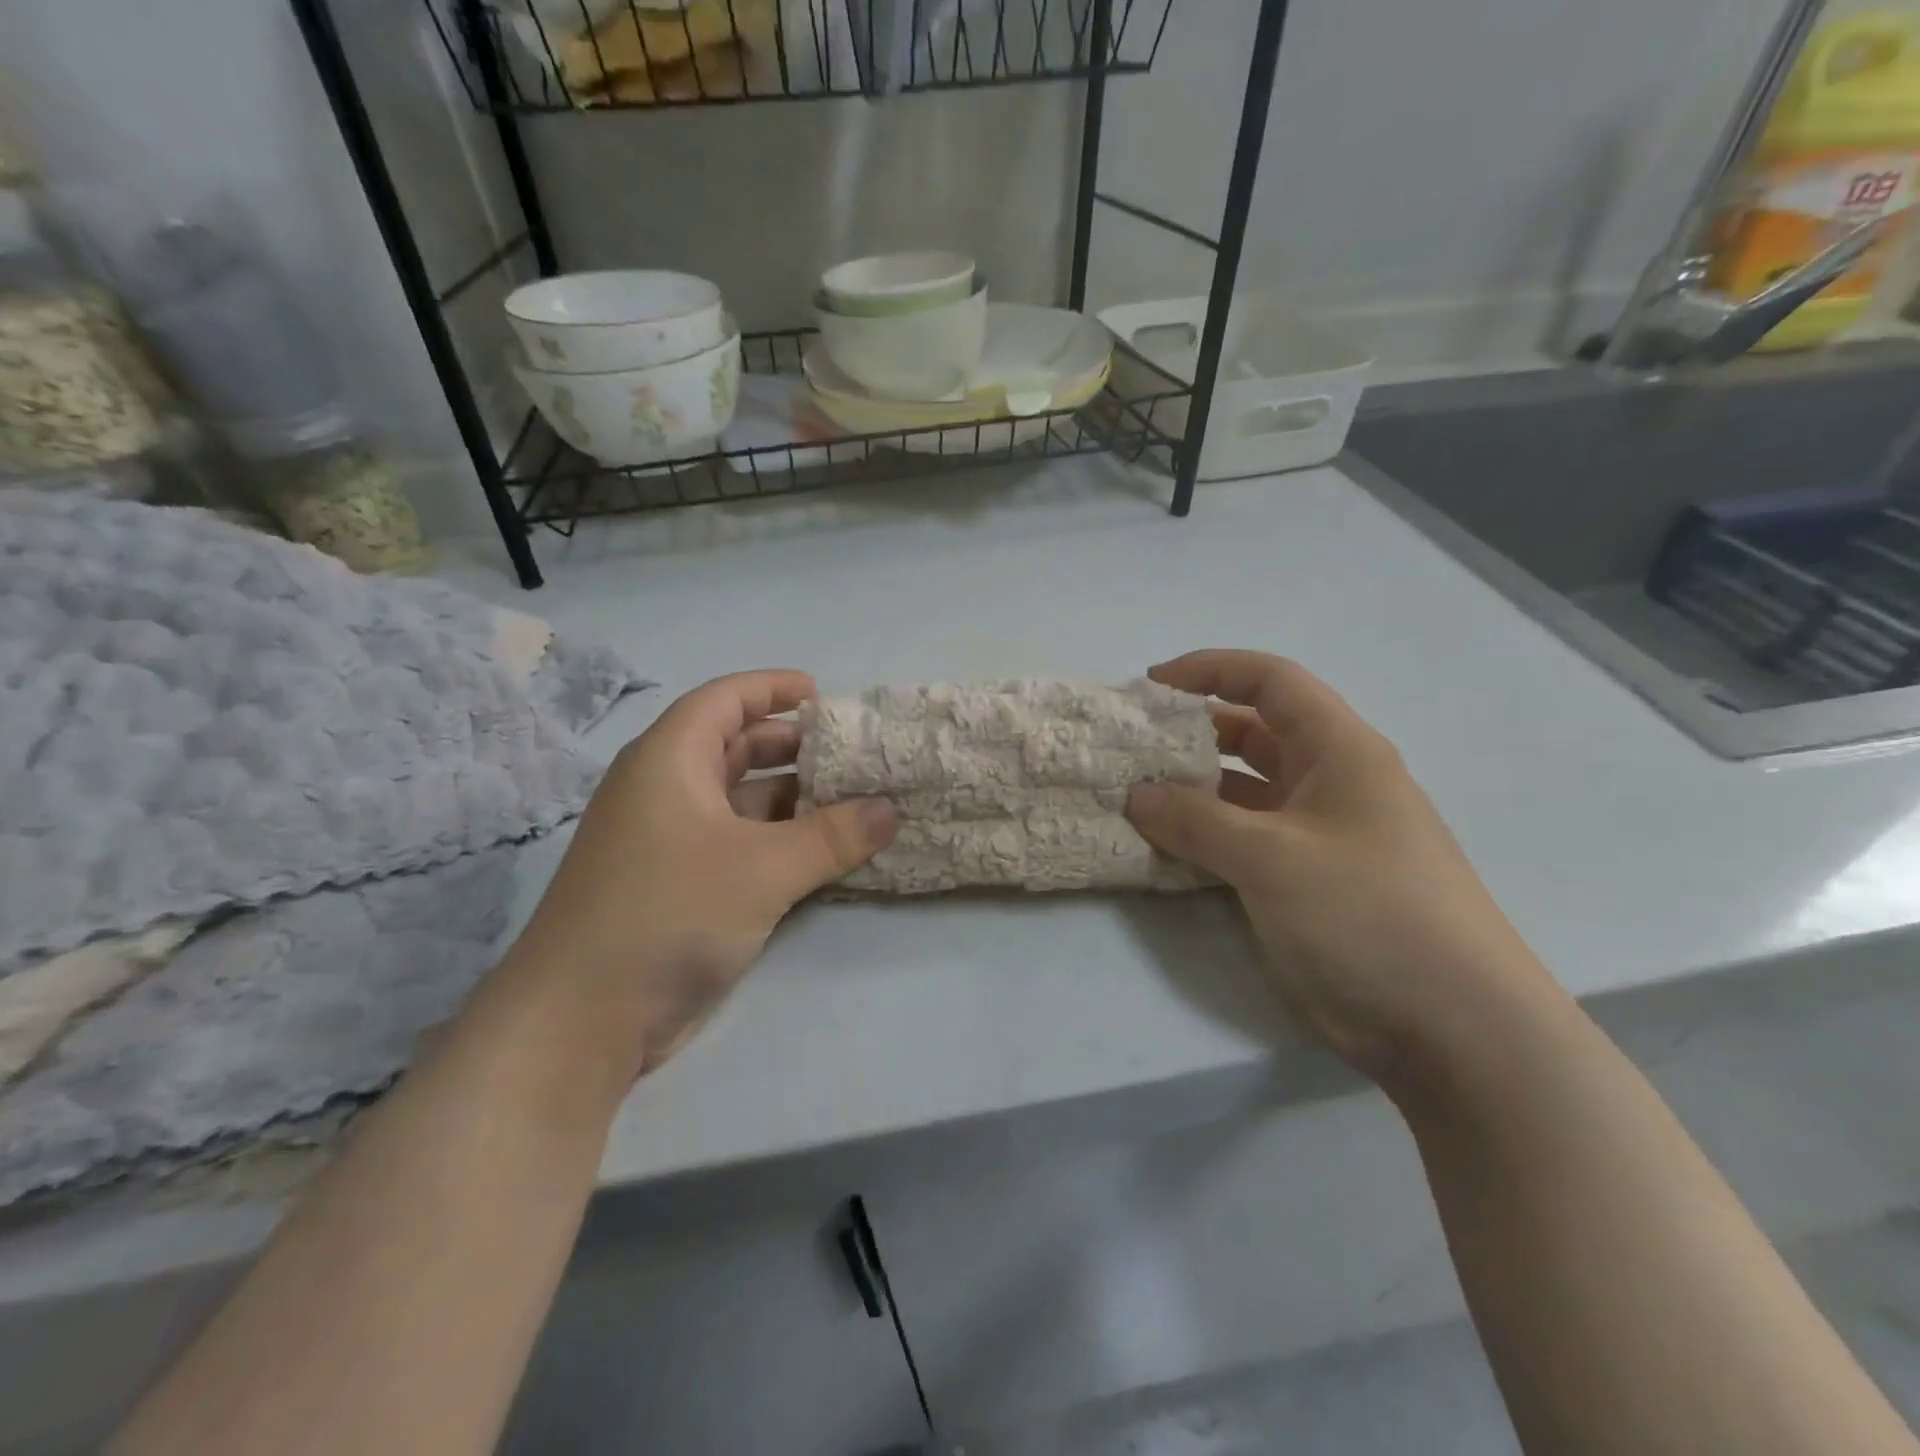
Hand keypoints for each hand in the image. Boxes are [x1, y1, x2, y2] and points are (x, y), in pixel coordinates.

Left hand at [496, 670, 897, 1083]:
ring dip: (791, 800)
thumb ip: (834, 836)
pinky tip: (820, 853)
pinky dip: (778, 841)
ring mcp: (669, 841)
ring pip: (739, 801)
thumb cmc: (669, 914)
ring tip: (851, 803)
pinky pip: (737, 844)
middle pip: (733, 747)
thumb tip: (891, 809)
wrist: (581, 1021)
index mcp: (669, 761)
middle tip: (849, 755)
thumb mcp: (763, 868)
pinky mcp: (677, 886)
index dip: (771, 688)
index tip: (821, 692)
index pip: (723, 700)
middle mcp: (664, 791)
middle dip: (791, 747)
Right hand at [1126, 650, 1563, 1092]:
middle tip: (1133, 750)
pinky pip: (1246, 841)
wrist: (1456, 1030)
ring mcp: (1321, 835)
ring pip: (1245, 792)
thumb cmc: (1368, 916)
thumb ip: (1195, 822)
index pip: (1270, 681)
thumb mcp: (1272, 858)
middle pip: (1254, 733)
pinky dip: (1206, 838)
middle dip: (1192, 733)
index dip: (1209, 670)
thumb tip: (1137, 796)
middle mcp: (1332, 782)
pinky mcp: (1310, 882)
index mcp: (1339, 751)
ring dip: (1194, 791)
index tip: (1150, 687)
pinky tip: (1166, 849)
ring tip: (1136, 799)